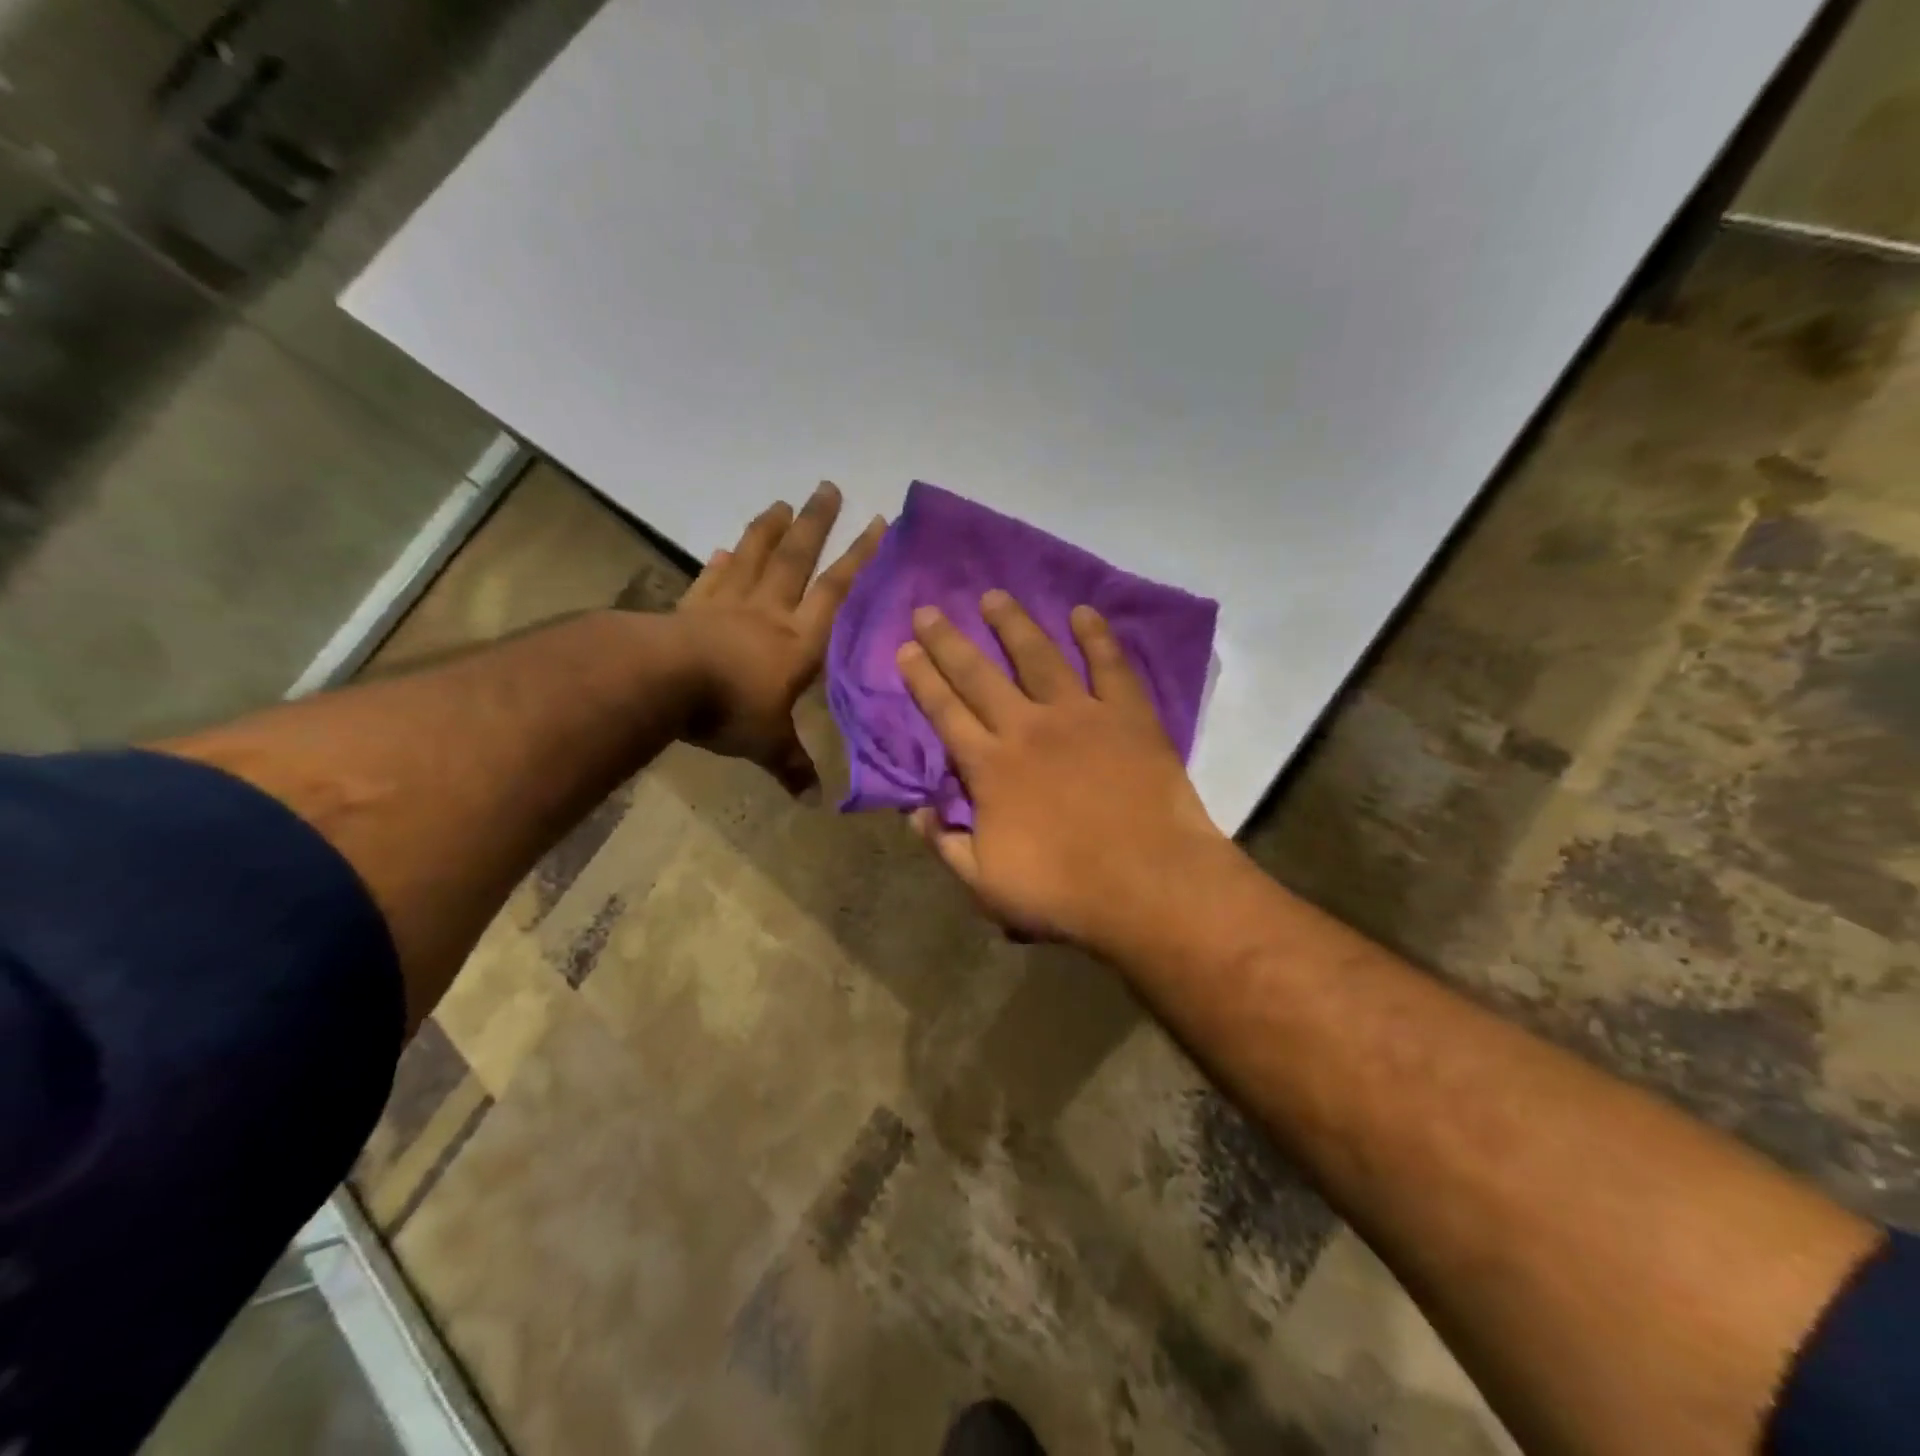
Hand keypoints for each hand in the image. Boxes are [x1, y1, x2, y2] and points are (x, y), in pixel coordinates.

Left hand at [676, 482, 884, 792]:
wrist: (663, 683)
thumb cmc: (729, 709)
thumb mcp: (766, 743)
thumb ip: (792, 764)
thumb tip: (814, 801)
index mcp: (797, 641)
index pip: (836, 591)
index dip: (859, 557)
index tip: (877, 522)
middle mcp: (768, 613)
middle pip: (796, 559)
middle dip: (816, 524)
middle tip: (828, 487)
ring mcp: (727, 606)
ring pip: (754, 558)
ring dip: (769, 530)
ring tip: (781, 503)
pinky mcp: (691, 608)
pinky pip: (710, 581)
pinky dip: (720, 564)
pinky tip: (724, 550)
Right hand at [896, 591, 1231, 949]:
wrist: (1149, 885)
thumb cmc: (1063, 892)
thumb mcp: (985, 885)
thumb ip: (945, 845)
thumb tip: (915, 813)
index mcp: (989, 767)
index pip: (944, 713)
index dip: (922, 679)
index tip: (905, 648)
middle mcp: (1027, 727)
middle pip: (979, 674)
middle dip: (949, 641)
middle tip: (929, 609)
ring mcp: (1080, 715)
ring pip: (1038, 656)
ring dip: (1013, 624)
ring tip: (994, 596)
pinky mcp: (1127, 715)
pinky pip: (1110, 665)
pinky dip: (1097, 637)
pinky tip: (1084, 612)